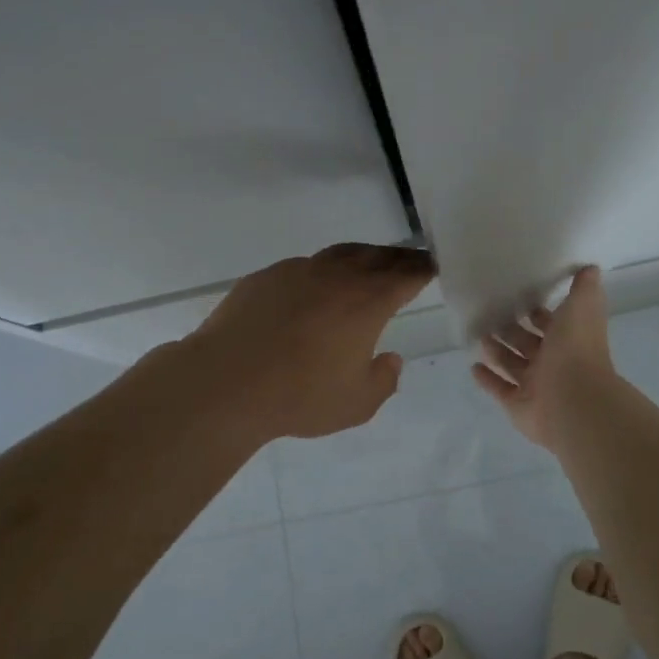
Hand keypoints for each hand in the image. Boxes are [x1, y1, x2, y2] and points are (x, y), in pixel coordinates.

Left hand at [184, 243, 435, 440]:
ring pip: (339, 254)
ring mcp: (297, 271)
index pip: (406, 275)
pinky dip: (320, 272)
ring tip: (367, 264)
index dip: (422, 269)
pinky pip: (302, 267)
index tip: (433, 266)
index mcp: (366, 302)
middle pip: (376, 256)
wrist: (226, 382)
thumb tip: (390, 359)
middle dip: (398, 257)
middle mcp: (336, 276)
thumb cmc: (299, 396)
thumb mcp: (356, 404)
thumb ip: (383, 380)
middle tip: (409, 261)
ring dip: (360, 257)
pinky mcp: (265, 277)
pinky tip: (312, 290)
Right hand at [472, 267, 620, 448]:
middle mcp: (553, 363)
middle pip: (528, 344)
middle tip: (488, 314)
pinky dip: (487, 380)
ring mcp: (536, 386)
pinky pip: (500, 390)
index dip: (537, 312)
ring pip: (513, 365)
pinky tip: (473, 366)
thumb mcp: (582, 308)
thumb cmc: (576, 350)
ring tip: (478, 335)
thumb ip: (584, 288)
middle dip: (511, 330)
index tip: (517, 297)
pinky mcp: (519, 405)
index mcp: (568, 340)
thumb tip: (590, 267)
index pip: (551, 323)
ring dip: (497, 351)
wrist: (574, 400)